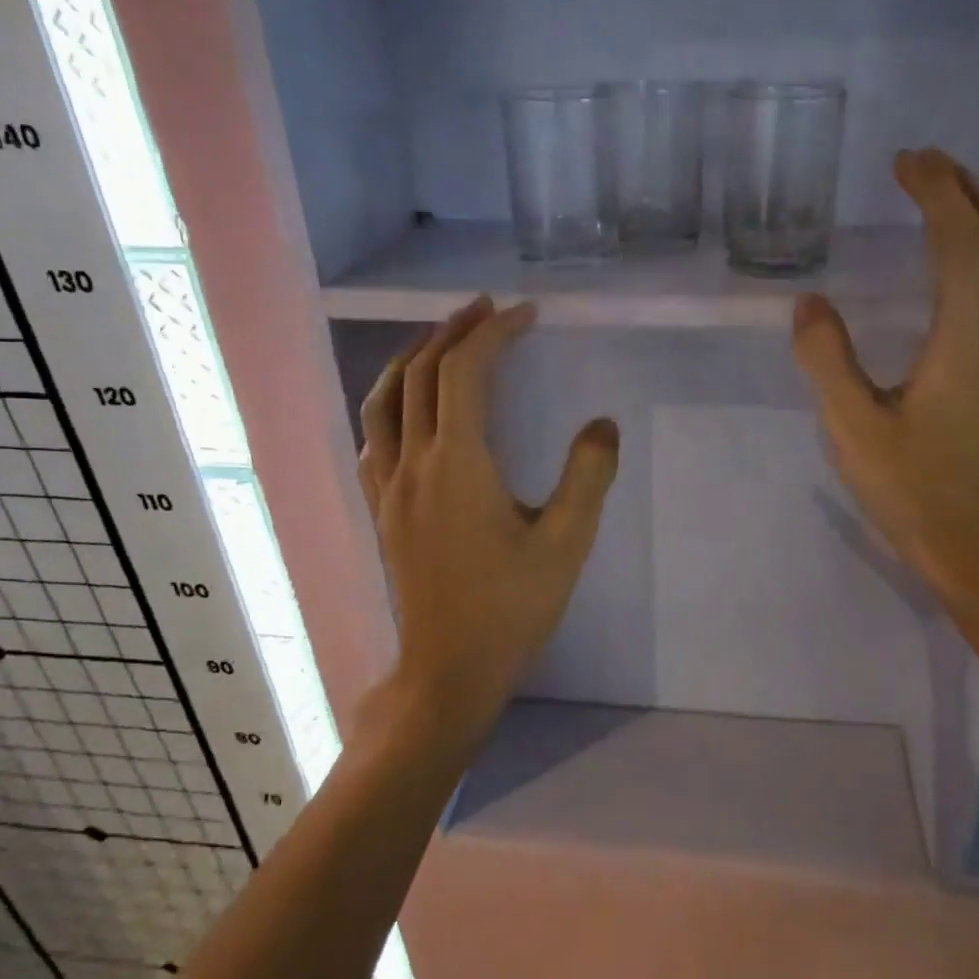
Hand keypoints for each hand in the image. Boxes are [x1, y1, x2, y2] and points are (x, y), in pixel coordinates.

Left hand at [356, 296, 618, 747]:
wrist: (448, 669)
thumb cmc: (511, 607)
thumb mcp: (566, 543)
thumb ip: (588, 477)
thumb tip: (603, 425)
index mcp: (457, 464)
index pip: (466, 372)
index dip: (495, 333)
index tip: (527, 315)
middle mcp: (412, 463)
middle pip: (422, 373)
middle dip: (454, 331)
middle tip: (489, 309)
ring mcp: (388, 486)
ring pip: (385, 398)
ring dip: (415, 357)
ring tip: (444, 339)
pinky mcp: (381, 508)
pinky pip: (375, 434)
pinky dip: (392, 399)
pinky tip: (410, 406)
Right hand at [792, 148, 978, 606]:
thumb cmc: (912, 489)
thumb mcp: (852, 427)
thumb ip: (827, 360)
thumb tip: (809, 304)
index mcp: (966, 339)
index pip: (962, 241)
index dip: (938, 192)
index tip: (906, 162)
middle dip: (971, 190)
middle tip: (929, 166)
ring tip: (948, 204)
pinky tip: (966, 277)